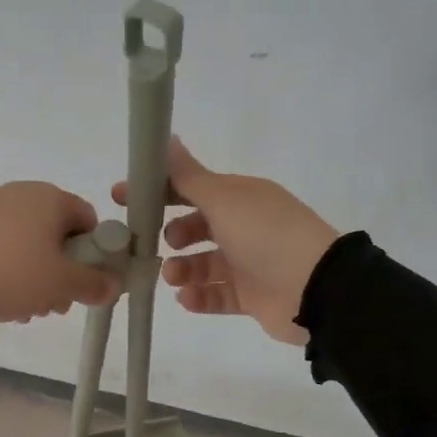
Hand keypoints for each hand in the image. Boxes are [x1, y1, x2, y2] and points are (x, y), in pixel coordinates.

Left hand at [0, 183, 119, 323]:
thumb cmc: (15, 273)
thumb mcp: (62, 284)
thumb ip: (94, 284)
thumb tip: (113, 285)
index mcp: (51, 197)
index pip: (89, 221)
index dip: (93, 254)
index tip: (83, 283)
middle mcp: (21, 192)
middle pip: (56, 234)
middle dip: (61, 270)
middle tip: (54, 303)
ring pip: (27, 242)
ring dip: (34, 273)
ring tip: (24, 308)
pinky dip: (6, 266)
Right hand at [113, 139, 339, 344]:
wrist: (314, 288)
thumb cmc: (264, 234)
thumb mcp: (223, 198)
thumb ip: (188, 175)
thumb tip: (167, 137)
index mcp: (239, 197)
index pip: (191, 187)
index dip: (157, 190)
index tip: (122, 198)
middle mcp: (244, 226)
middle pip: (197, 227)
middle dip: (172, 235)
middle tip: (155, 243)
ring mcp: (249, 263)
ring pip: (204, 264)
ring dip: (182, 269)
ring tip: (171, 276)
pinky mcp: (251, 297)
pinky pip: (217, 295)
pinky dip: (199, 297)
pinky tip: (185, 299)